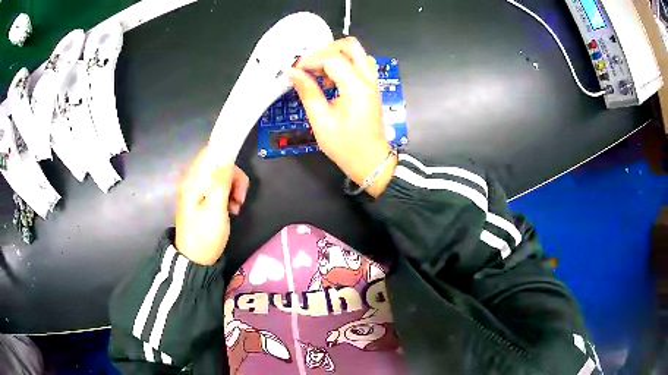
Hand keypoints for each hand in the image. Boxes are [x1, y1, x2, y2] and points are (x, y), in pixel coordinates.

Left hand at [175, 147, 249, 264]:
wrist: (194, 260)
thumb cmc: (205, 235)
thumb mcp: (216, 209)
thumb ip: (221, 181)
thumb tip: (226, 157)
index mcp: (193, 180)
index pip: (210, 153)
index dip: (227, 155)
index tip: (239, 172)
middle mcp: (193, 181)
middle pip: (217, 165)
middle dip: (233, 177)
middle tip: (240, 198)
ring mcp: (196, 191)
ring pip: (220, 177)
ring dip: (232, 188)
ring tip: (236, 207)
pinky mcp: (200, 200)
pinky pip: (217, 189)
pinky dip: (227, 196)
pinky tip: (231, 209)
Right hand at [287, 37, 396, 197]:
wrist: (371, 162)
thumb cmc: (346, 147)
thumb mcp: (321, 122)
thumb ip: (308, 93)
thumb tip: (293, 72)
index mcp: (356, 88)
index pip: (333, 58)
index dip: (311, 60)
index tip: (295, 71)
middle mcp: (368, 80)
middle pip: (351, 46)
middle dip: (327, 50)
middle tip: (310, 65)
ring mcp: (372, 83)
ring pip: (358, 53)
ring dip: (337, 57)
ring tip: (321, 74)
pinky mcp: (371, 88)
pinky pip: (360, 65)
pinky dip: (344, 65)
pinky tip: (331, 81)